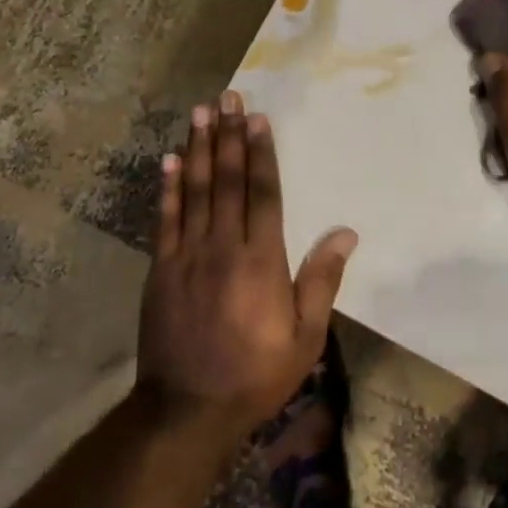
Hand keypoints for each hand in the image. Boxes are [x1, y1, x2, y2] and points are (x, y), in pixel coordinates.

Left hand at [135, 91, 357, 440]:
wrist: (187, 409)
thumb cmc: (255, 374)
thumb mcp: (305, 337)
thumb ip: (322, 281)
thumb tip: (346, 233)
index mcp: (262, 260)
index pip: (264, 193)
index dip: (262, 153)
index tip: (258, 118)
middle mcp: (224, 246)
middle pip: (228, 180)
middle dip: (229, 136)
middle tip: (226, 97)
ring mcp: (187, 255)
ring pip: (196, 190)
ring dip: (199, 149)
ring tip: (200, 113)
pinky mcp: (161, 268)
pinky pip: (165, 218)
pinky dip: (168, 187)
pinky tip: (169, 160)